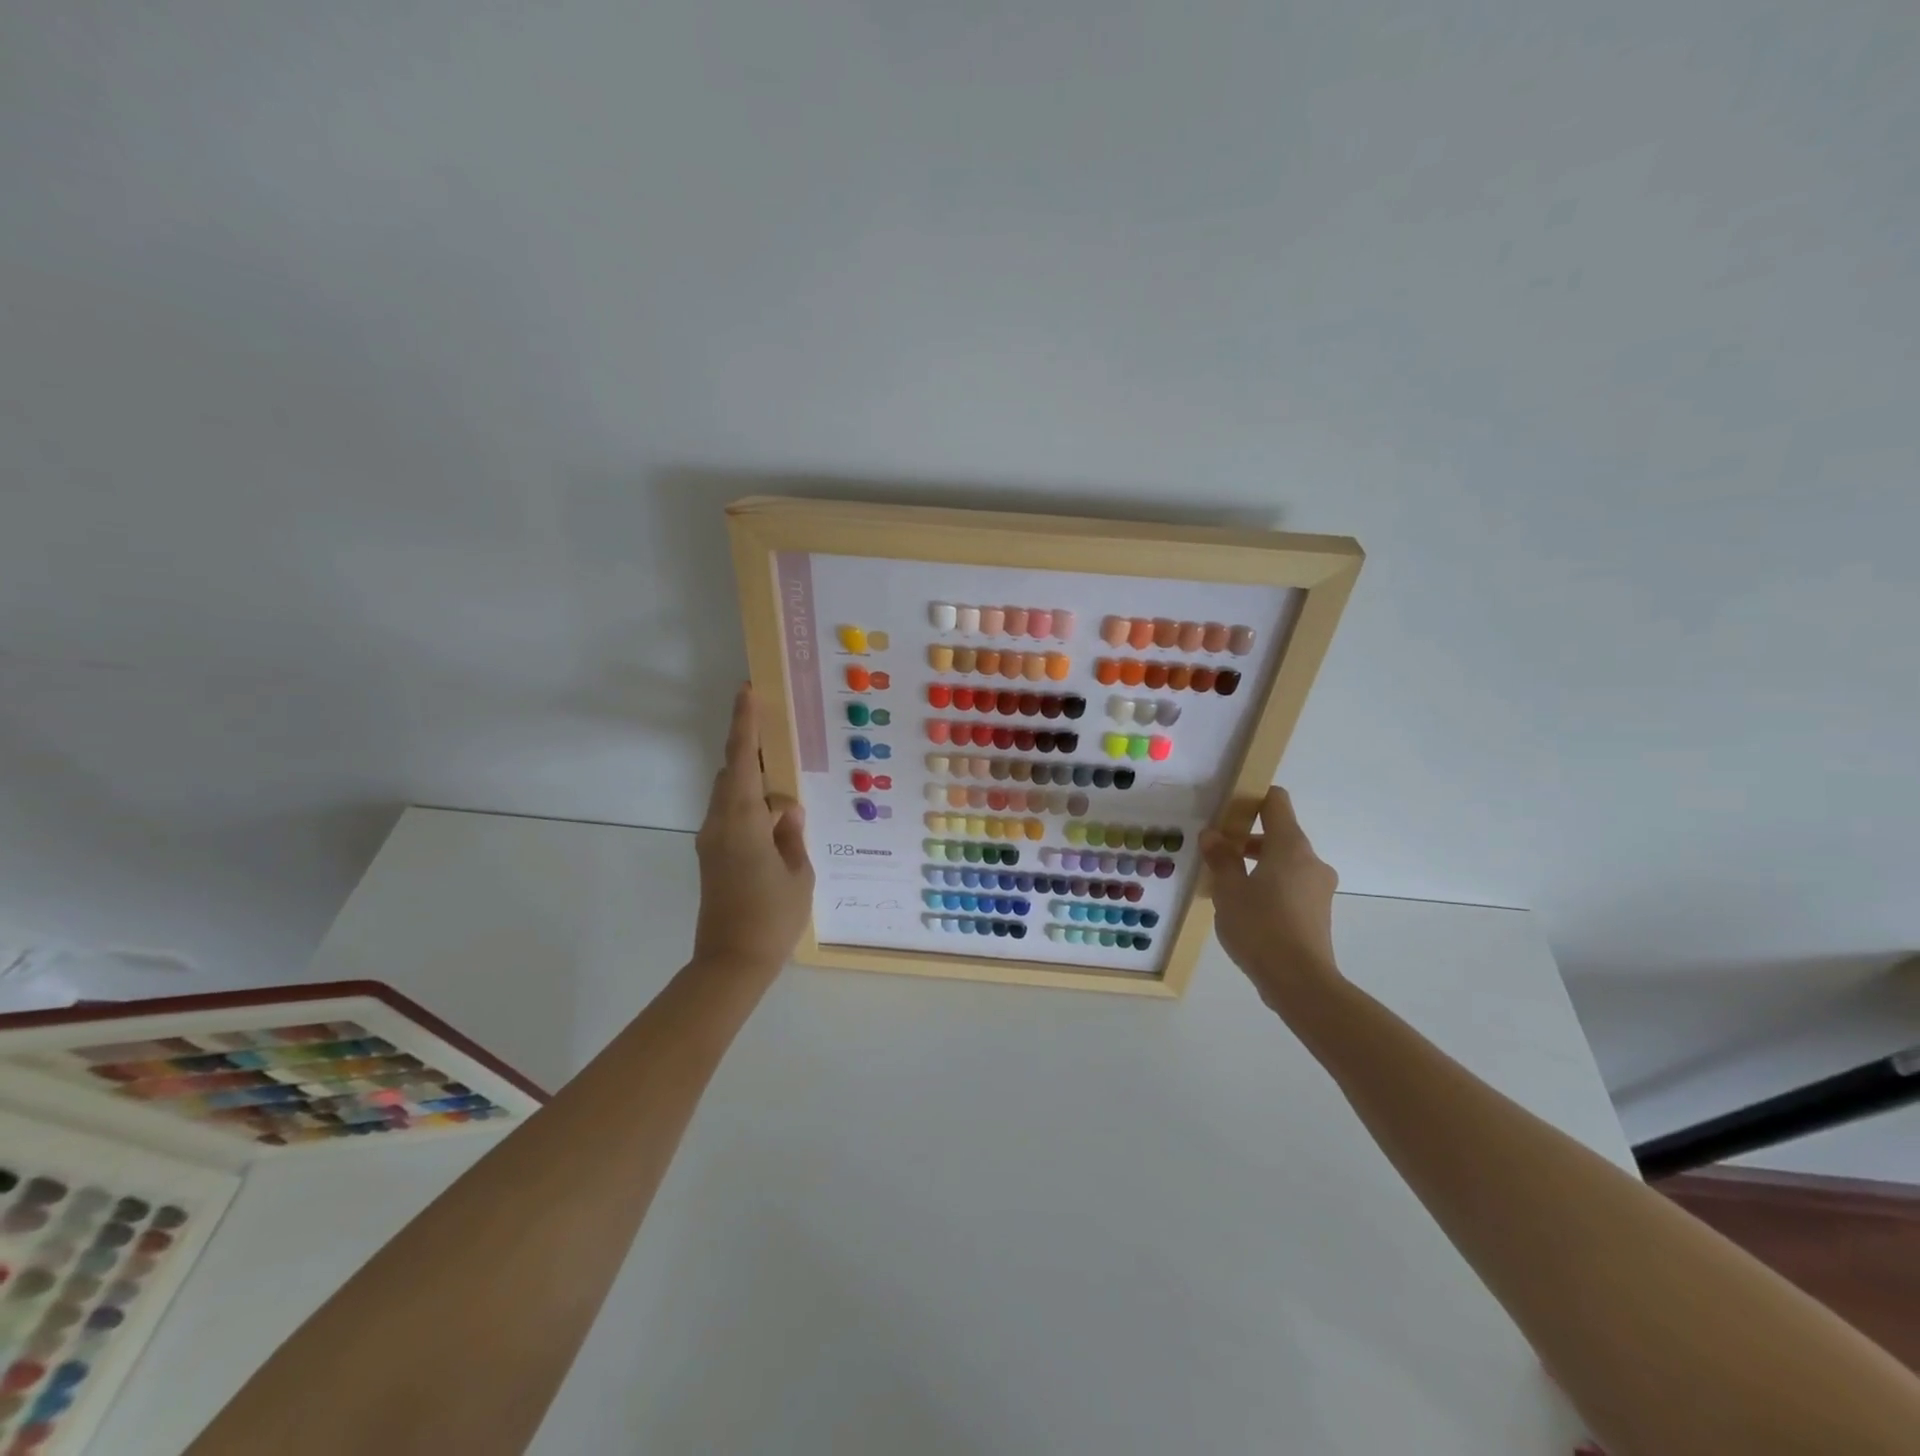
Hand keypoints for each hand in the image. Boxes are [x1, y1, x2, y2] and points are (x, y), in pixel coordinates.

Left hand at [691, 685, 814, 975]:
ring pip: (731, 797)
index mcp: (742, 821)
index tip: (747, 691)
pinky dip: (752, 810)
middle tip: (784, 746)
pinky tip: (778, 825)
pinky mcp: (712, 857)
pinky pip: (732, 818)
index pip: (742, 759)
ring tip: (788, 797)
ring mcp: (712, 841)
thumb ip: (792, 833)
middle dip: (755, 756)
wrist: (730, 964)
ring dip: (755, 788)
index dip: (744, 723)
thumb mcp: (798, 872)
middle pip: (733, 774)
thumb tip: (787, 809)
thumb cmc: (772, 917)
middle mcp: (719, 823)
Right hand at [1200, 786, 1343, 1012]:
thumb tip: (1213, 835)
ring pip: (1284, 862)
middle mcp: (1310, 861)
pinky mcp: (1318, 912)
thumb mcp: (1228, 890)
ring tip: (1226, 885)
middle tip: (1217, 854)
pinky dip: (1269, 886)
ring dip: (1257, 865)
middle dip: (1247, 839)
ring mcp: (1319, 888)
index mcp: (1290, 846)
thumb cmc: (1260, 927)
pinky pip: (1291, 885)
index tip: (1226, 812)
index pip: (1276, 802)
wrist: (1301, 983)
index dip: (1252, 799)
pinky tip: (1246, 910)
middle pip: (1279, 833)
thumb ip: (1221, 858)